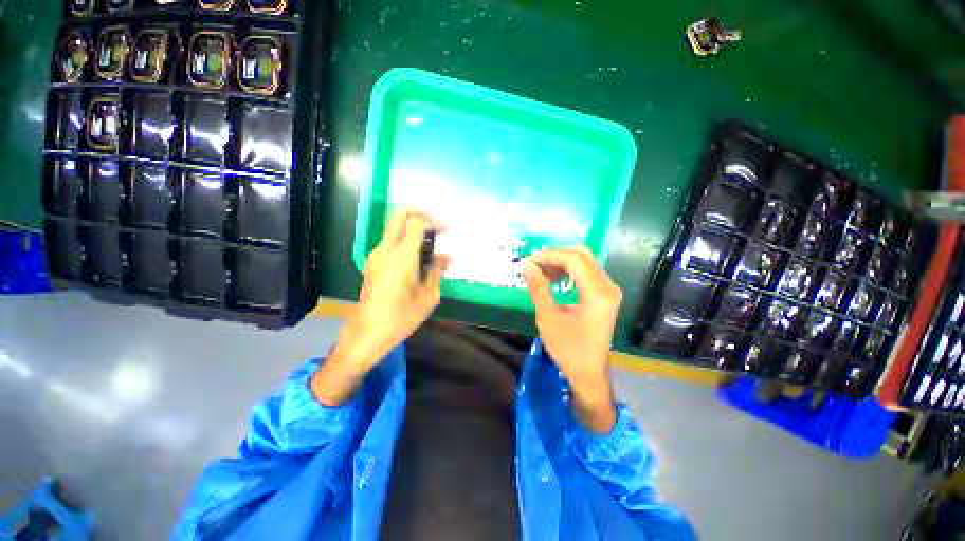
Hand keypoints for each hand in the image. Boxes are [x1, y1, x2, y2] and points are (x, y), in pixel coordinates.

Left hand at [312, 210, 448, 404]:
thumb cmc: (402, 316)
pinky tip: (417, 257)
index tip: (447, 230)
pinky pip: (391, 241)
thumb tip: (446, 257)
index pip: (417, 224)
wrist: (368, 333)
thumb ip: (437, 271)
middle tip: (435, 226)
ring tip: (430, 245)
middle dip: (419, 214)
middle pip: (399, 215)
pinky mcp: (373, 262)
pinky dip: (405, 240)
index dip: (434, 222)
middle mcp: (386, 249)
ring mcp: (376, 255)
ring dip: (412, 228)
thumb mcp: (428, 296)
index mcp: (402, 256)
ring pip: (394, 227)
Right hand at [522, 247, 620, 432]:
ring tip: (541, 271)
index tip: (530, 260)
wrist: (589, 373)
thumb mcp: (548, 316)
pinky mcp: (606, 295)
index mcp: (597, 293)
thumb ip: (538, 287)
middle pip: (582, 255)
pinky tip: (554, 278)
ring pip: (585, 262)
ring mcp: (609, 290)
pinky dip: (569, 271)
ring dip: (562, 262)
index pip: (574, 260)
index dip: (550, 256)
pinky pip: (587, 272)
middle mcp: (608, 286)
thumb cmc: (567, 348)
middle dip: (556, 255)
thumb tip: (526, 263)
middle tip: (535, 264)